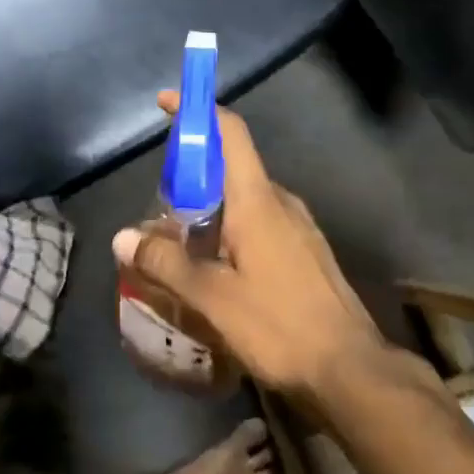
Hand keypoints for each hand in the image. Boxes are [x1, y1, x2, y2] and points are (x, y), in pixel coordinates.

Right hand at [112, 94, 385, 407]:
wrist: (351, 370)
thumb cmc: (279, 325)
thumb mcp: (212, 297)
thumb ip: (165, 264)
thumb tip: (122, 238)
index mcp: (257, 199)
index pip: (230, 133)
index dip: (198, 110)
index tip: (166, 103)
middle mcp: (281, 202)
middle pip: (232, 167)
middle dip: (192, 174)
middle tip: (158, 205)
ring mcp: (298, 227)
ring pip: (245, 200)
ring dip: (210, 208)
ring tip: (178, 242)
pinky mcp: (305, 253)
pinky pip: (261, 224)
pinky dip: (231, 230)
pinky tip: (215, 268)